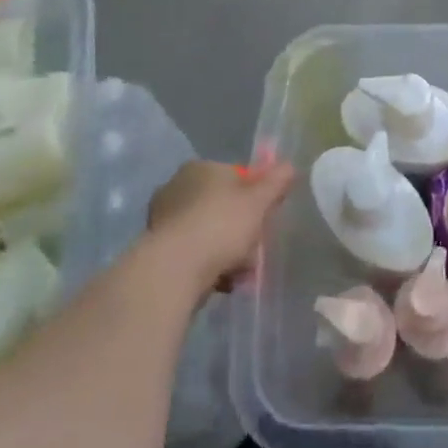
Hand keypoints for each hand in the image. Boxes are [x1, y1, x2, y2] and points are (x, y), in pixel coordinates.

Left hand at [147, 156, 295, 291]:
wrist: (174, 271)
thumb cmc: (221, 225)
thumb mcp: (258, 201)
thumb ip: (276, 182)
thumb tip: (290, 165)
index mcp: (200, 168)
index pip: (236, 176)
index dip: (255, 196)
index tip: (266, 216)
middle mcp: (178, 187)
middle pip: (223, 205)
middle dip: (242, 227)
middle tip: (256, 248)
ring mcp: (164, 219)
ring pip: (210, 231)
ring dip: (228, 250)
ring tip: (242, 272)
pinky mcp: (158, 249)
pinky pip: (195, 252)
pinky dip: (210, 264)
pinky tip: (224, 281)